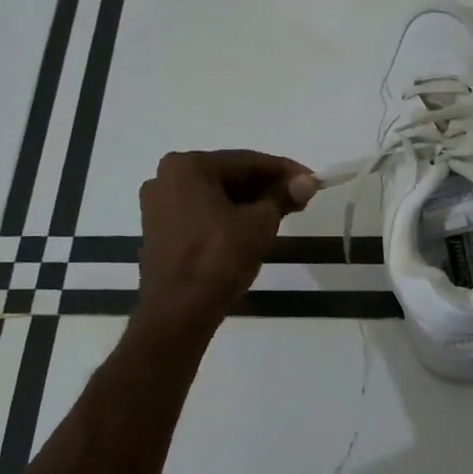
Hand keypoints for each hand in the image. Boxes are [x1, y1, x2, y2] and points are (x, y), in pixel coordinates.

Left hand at [135, 150, 316, 332]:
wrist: (178, 312)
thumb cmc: (218, 258)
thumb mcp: (259, 223)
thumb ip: (283, 196)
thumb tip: (308, 182)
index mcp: (188, 166)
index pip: (247, 161)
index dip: (285, 171)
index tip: (313, 181)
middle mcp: (166, 177)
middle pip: (230, 175)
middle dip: (267, 186)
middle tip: (301, 198)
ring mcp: (159, 204)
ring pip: (216, 195)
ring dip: (250, 202)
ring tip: (284, 213)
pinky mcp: (160, 229)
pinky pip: (202, 212)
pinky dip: (229, 215)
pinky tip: (254, 226)